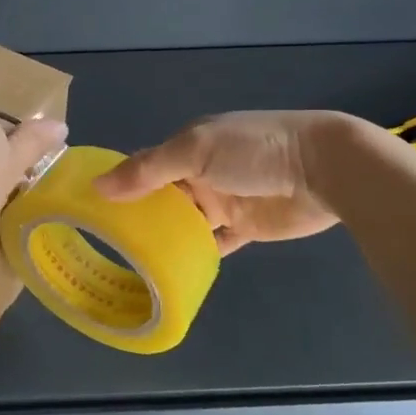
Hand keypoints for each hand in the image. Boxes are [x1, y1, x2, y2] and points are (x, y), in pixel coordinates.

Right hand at [94, 111, 351, 253]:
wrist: (323, 169)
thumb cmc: (253, 150)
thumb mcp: (194, 152)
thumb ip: (148, 170)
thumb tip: (97, 186)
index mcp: (189, 146)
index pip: (146, 165)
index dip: (121, 183)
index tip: (91, 208)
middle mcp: (202, 172)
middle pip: (162, 196)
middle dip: (138, 214)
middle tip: (105, 243)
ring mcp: (224, 200)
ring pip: (185, 221)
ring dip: (164, 235)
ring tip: (130, 261)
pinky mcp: (245, 227)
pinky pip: (214, 242)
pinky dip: (195, 252)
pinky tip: (171, 268)